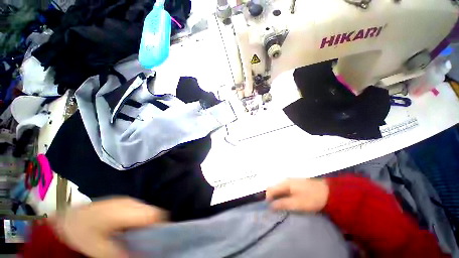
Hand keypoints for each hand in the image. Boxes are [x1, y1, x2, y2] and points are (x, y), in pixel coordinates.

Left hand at [52, 198, 168, 257]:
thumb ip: (117, 253)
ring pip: (148, 209)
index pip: (153, 214)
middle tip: (151, 241)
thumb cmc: (82, 231)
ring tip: (142, 237)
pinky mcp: (125, 202)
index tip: (162, 238)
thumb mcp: (96, 248)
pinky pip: (141, 210)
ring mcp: (128, 201)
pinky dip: (142, 219)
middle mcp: (131, 203)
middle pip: (153, 211)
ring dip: (149, 222)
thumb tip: (137, 257)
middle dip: (156, 224)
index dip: (161, 224)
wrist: (69, 217)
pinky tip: (132, 229)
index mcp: (125, 211)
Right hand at [266, 178, 329, 212]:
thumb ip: (283, 204)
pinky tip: (288, 201)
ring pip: (278, 188)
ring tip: (282, 206)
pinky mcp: (295, 183)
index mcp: (284, 183)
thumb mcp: (297, 203)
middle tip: (276, 209)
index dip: (268, 199)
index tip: (271, 209)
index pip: (270, 189)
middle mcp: (285, 180)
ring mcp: (290, 181)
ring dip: (278, 197)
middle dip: (272, 198)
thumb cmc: (311, 198)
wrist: (328, 192)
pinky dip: (283, 195)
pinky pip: (284, 188)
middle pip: (273, 187)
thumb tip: (270, 206)